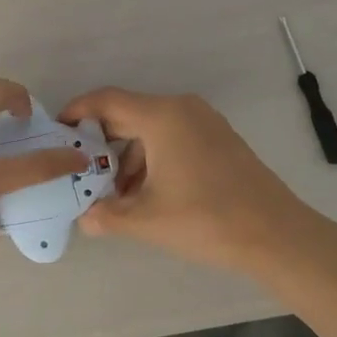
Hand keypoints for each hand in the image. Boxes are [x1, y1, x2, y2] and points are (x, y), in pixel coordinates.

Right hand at [59, 88, 326, 278]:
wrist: (277, 235)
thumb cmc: (206, 220)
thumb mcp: (147, 220)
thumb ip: (108, 216)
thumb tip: (85, 219)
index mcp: (161, 116)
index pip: (107, 100)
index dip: (78, 111)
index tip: (58, 130)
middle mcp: (182, 108)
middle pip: (128, 114)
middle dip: (102, 142)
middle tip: (81, 169)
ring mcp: (204, 122)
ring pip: (151, 128)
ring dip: (128, 156)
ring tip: (114, 194)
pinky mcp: (219, 139)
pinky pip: (173, 137)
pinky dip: (153, 157)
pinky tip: (147, 193)